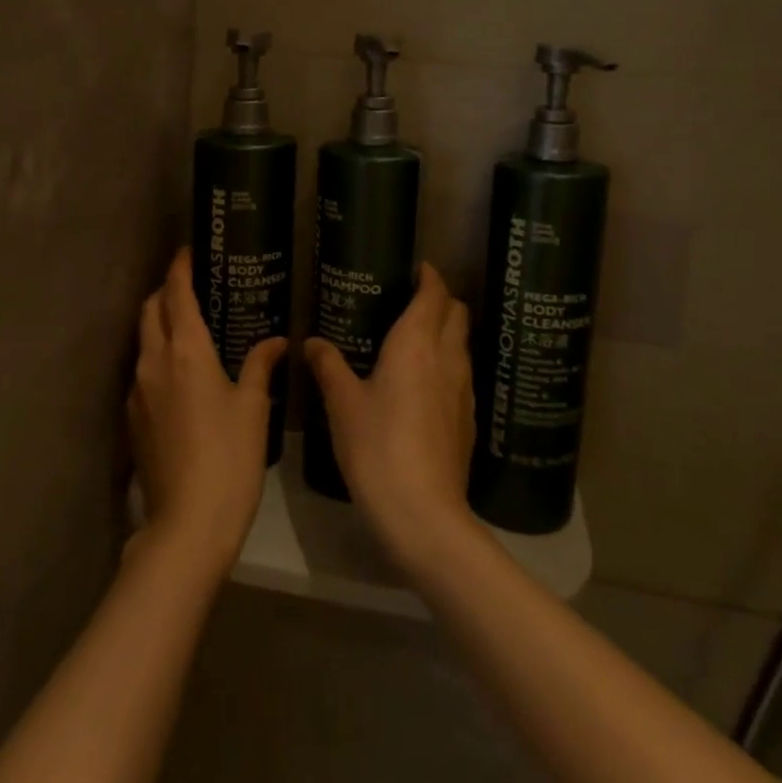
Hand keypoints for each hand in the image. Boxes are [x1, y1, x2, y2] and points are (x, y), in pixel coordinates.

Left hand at [130, 249, 283, 573]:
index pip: (177, 294)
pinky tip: (178, 373)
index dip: (180, 268)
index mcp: (186, 351)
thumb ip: (260, 365)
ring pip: (143, 339)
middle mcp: (154, 361)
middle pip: (151, 310)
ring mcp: (137, 390)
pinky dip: (156, 355)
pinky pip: (141, 370)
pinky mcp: (132, 417)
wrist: (187, 523)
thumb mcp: (253, 407)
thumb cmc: (229, 457)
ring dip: (158, 323)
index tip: (188, 251)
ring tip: (187, 326)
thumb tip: (276, 341)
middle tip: (191, 286)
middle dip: (165, 291)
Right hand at [306, 263, 476, 570]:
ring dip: (447, 332)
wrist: (424, 514)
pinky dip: (448, 364)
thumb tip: (312, 342)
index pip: (434, 295)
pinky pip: (462, 375)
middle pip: (458, 314)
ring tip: (416, 339)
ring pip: (463, 345)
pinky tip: (426, 384)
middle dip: (441, 300)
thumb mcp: (343, 404)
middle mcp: (447, 359)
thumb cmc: (377, 446)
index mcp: (416, 344)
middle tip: (412, 301)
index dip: (429, 276)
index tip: (417, 268)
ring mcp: (464, 391)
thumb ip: (329, 366)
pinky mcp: (468, 420)